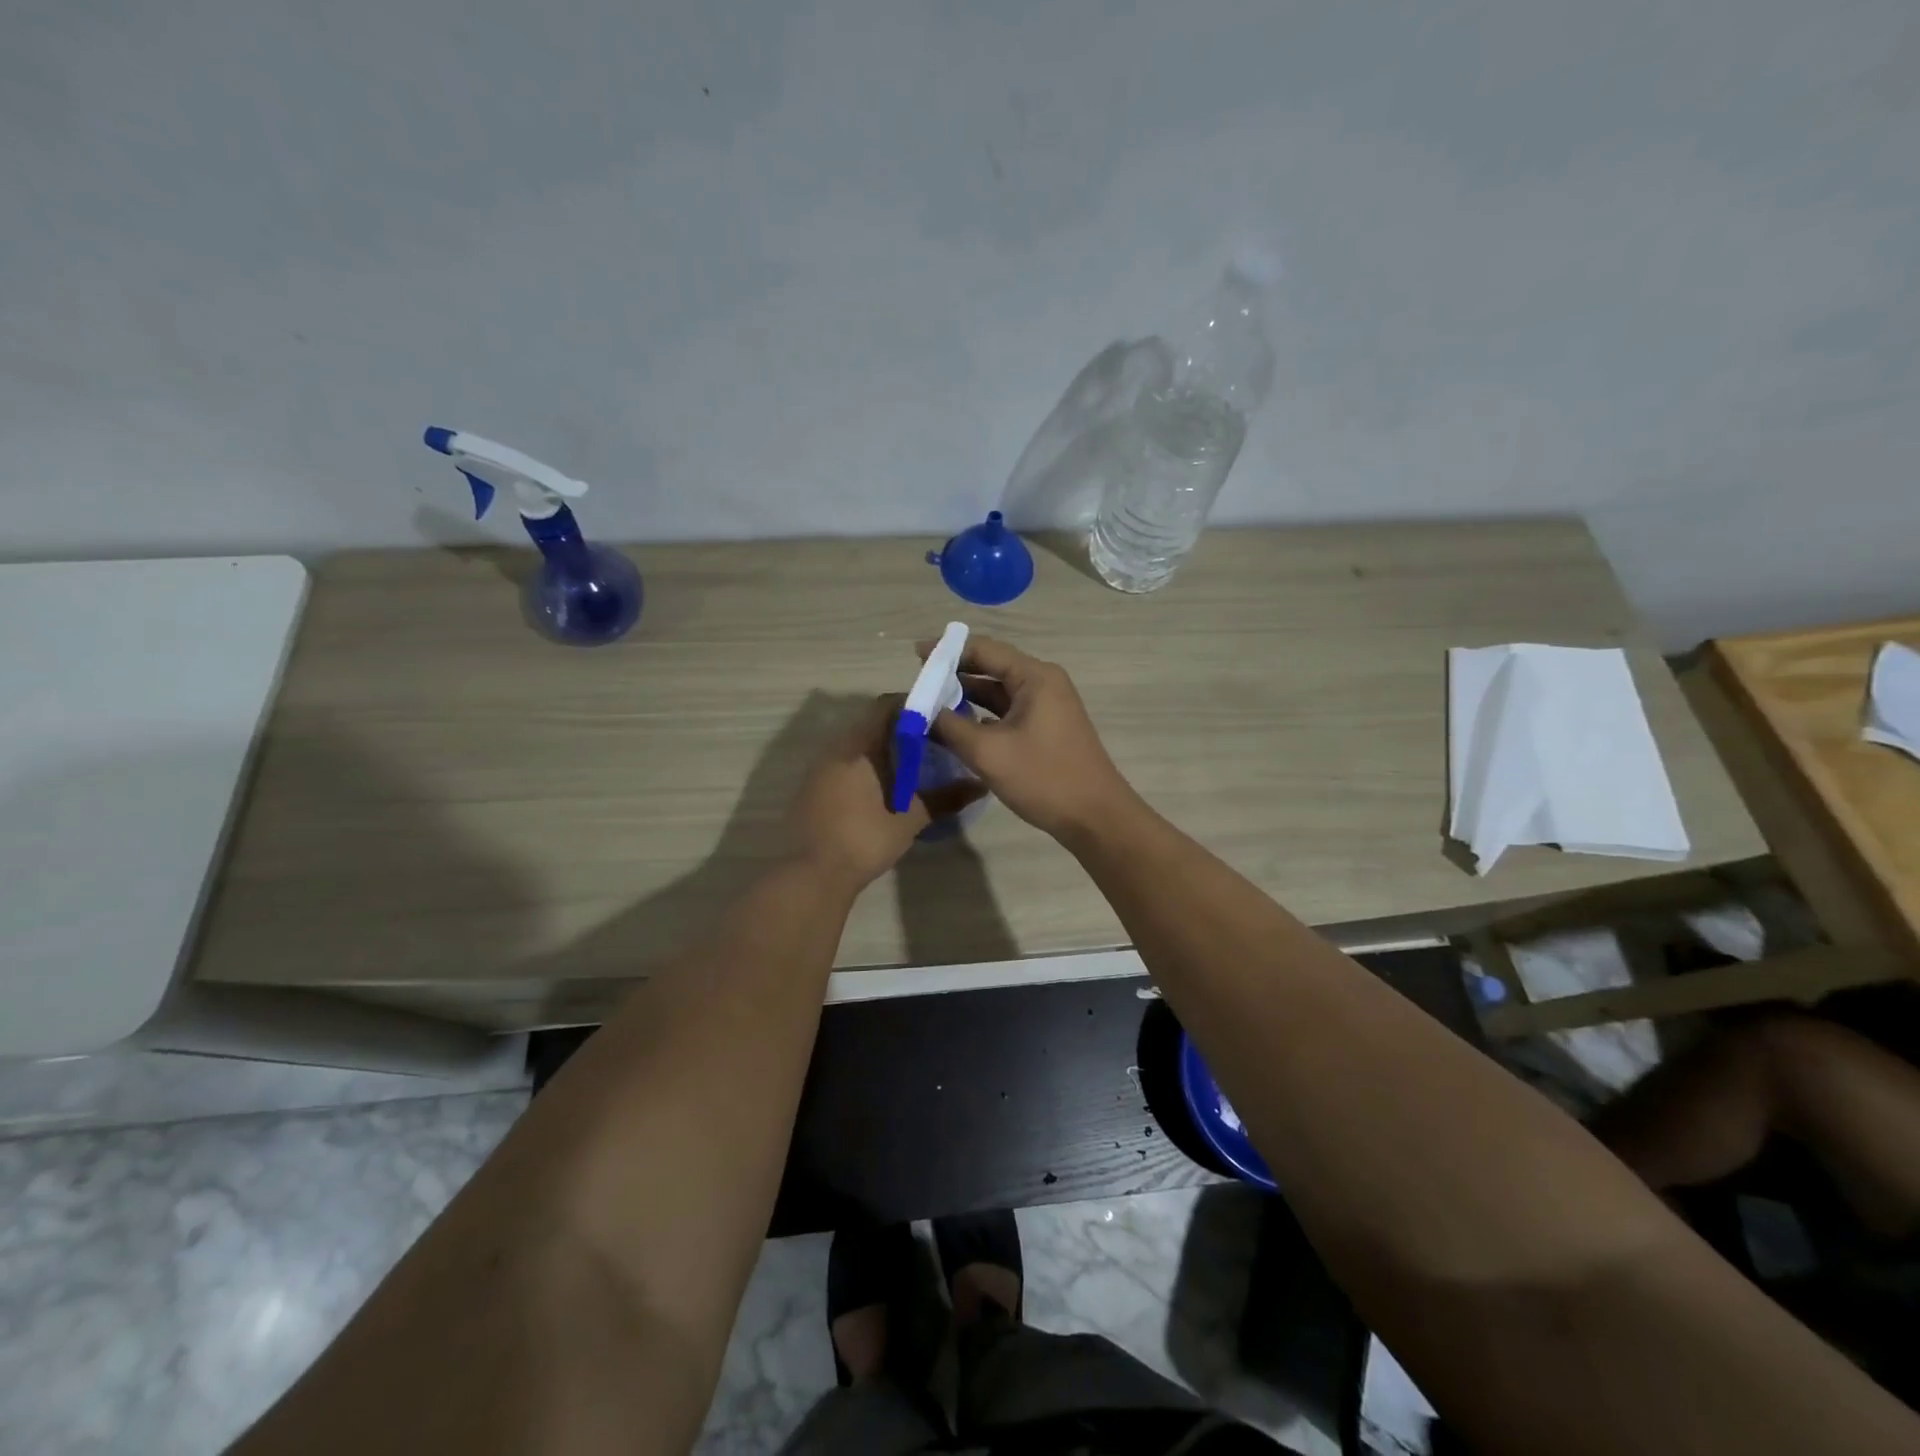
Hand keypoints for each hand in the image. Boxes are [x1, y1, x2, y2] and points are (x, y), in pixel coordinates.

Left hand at [786, 695, 985, 891]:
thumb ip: (944, 799)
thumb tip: (980, 786)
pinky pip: (841, 763)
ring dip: (879, 747)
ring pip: (854, 744)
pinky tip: (879, 787)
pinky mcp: (810, 788)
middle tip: (928, 741)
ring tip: (908, 764)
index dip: (911, 705)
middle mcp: (835, 749)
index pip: (884, 707)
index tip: (936, 716)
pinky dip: (862, 765)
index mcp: (858, 748)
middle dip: (898, 728)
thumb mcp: (909, 820)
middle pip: (869, 723)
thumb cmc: (864, 840)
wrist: (813, 875)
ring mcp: (818, 769)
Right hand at [918, 635, 1134, 844]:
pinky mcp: (1046, 728)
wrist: (1095, 817)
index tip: (915, 656)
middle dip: (954, 674)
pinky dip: (982, 715)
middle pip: (991, 667)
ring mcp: (1047, 706)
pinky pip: (1008, 711)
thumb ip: (948, 727)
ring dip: (967, 696)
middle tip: (919, 683)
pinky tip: (957, 727)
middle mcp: (1043, 682)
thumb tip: (918, 712)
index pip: (984, 649)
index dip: (947, 651)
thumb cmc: (1043, 778)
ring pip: (999, 692)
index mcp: (1034, 676)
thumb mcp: (988, 752)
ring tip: (930, 704)